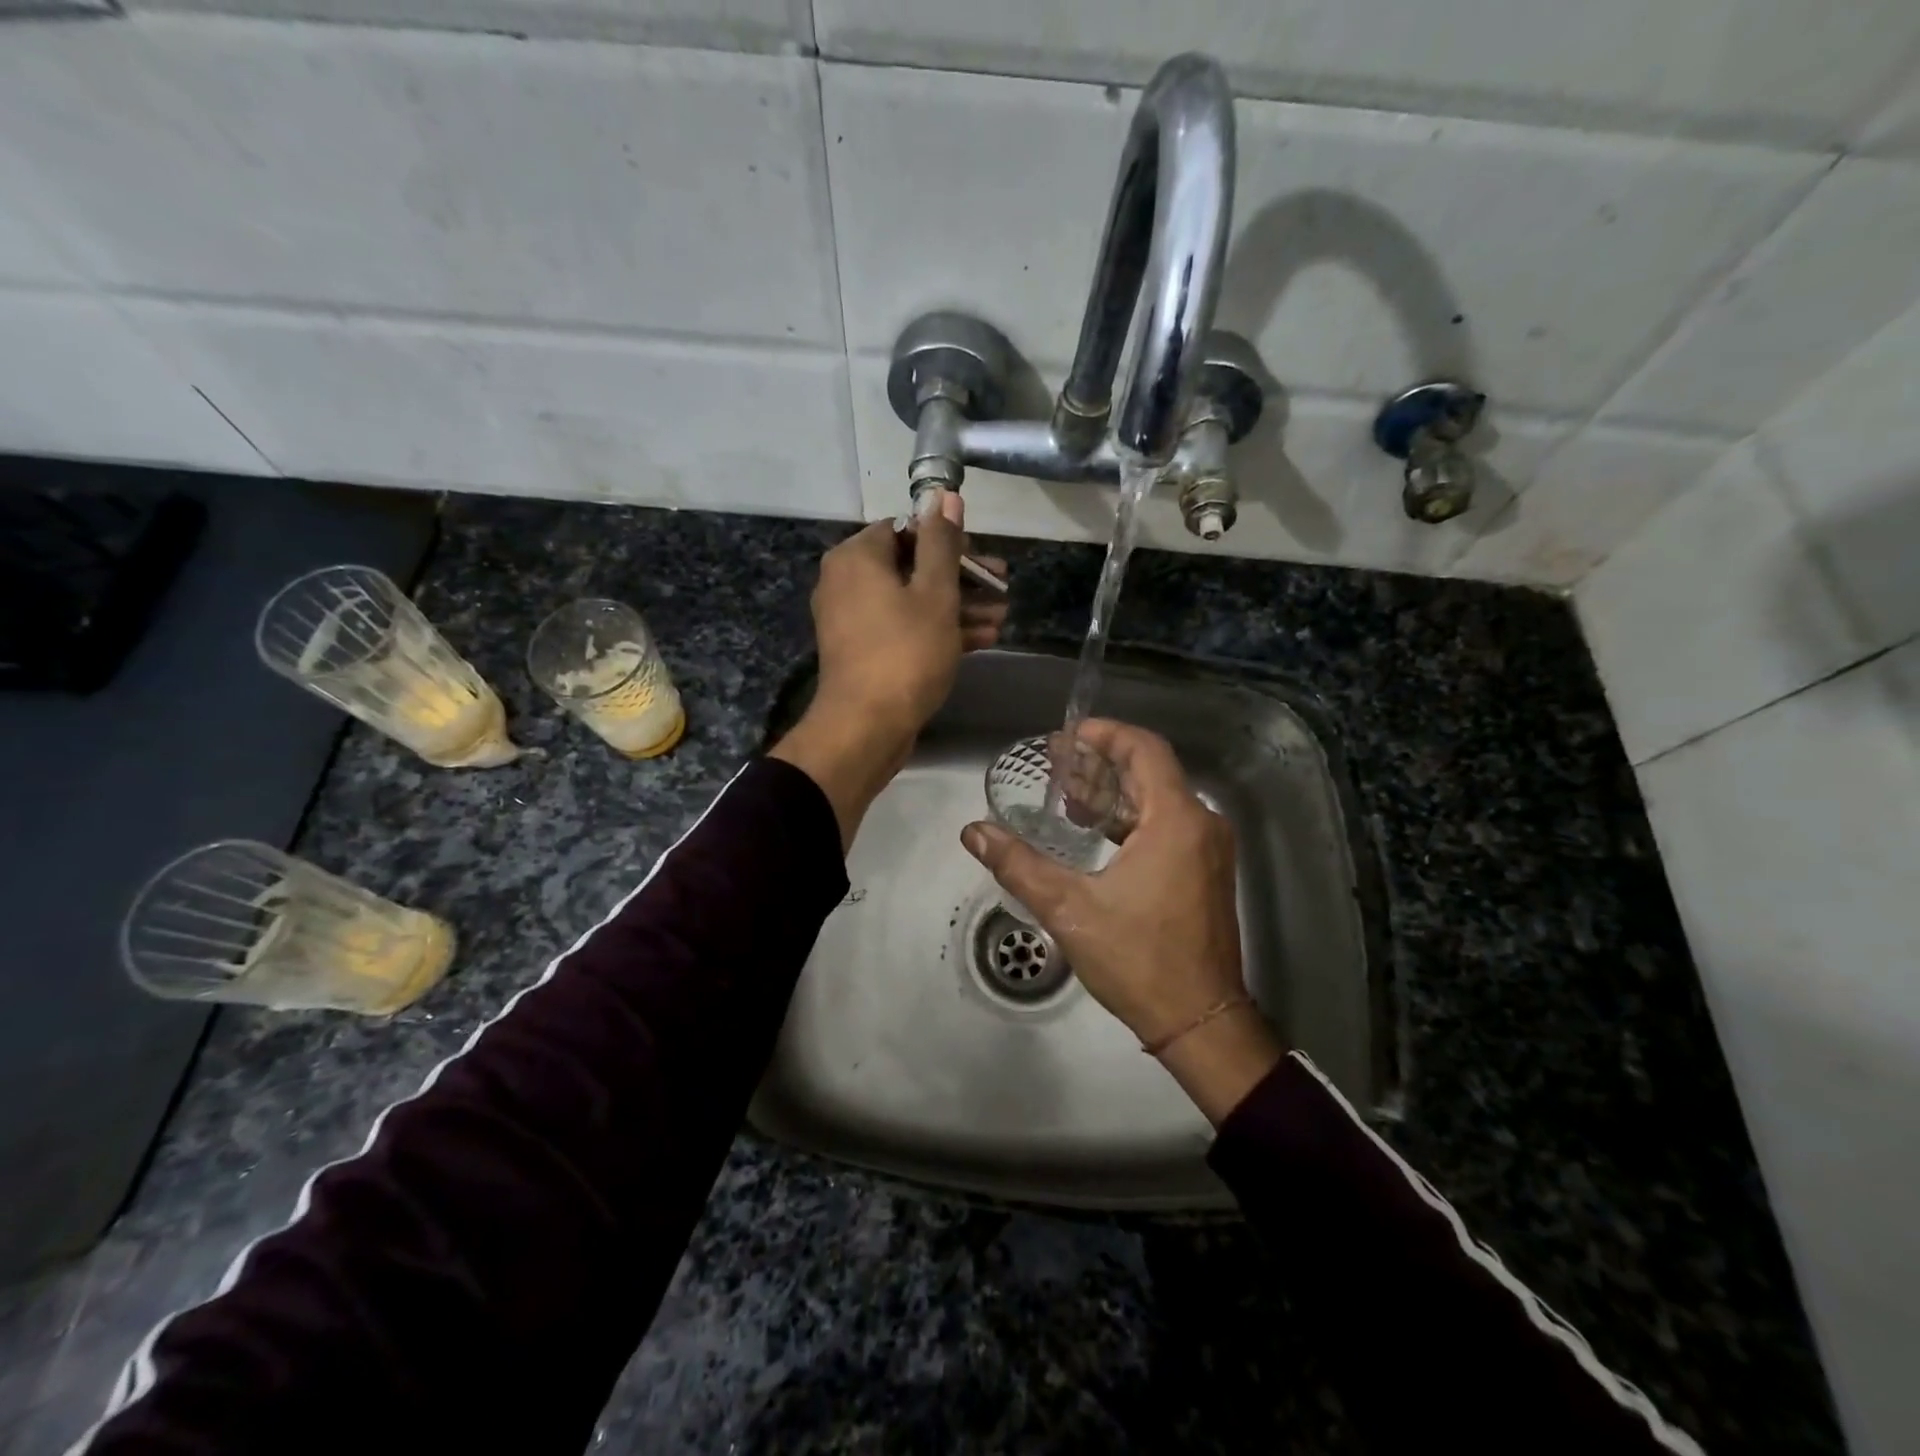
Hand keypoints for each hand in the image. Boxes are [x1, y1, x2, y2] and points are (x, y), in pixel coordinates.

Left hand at [771, 491, 1007, 846]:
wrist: (866, 727)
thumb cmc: (905, 652)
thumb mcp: (935, 593)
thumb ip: (942, 542)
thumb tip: (944, 494)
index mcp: (858, 557)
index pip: (907, 529)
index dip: (950, 541)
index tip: (983, 561)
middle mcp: (847, 581)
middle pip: (913, 566)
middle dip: (962, 579)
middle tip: (1002, 589)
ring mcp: (854, 619)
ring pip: (912, 600)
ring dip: (958, 607)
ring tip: (1002, 617)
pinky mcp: (864, 650)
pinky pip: (904, 627)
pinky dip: (938, 629)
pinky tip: (982, 639)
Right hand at [960, 720, 1283, 1122]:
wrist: (1200, 1020)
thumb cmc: (1139, 959)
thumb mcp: (1070, 909)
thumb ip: (1019, 865)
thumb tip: (974, 832)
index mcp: (1177, 821)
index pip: (1145, 750)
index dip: (1106, 734)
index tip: (1068, 735)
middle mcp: (1201, 825)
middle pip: (1150, 772)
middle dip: (1102, 763)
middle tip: (1056, 764)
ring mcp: (1208, 850)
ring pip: (1159, 801)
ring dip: (1114, 793)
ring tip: (1067, 795)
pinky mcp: (1206, 873)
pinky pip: (1167, 826)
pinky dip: (1131, 820)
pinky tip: (1095, 832)